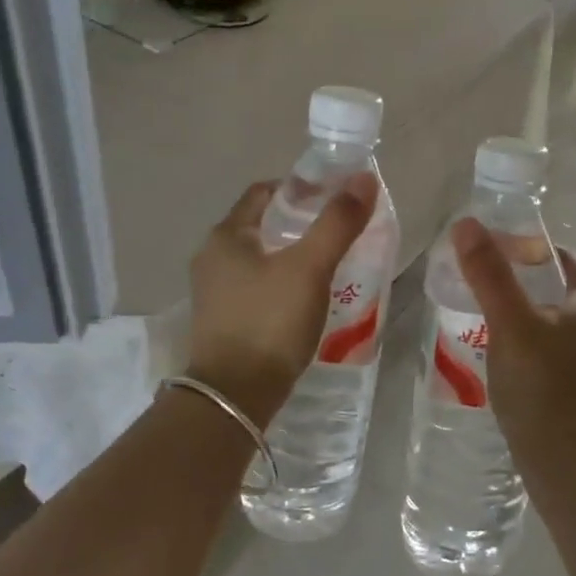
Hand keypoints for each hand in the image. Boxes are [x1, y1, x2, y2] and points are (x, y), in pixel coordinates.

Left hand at [184, 173, 378, 425]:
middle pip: (260, 225)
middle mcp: (212, 258)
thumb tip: (363, 179)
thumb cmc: (270, 322)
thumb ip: (337, 223)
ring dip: (290, 255)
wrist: (235, 396)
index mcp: (226, 236)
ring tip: (328, 263)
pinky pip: (256, 287)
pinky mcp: (222, 321)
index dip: (299, 188)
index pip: (263, 193)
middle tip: (337, 230)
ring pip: (258, 259)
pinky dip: (281, 283)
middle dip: (298, 223)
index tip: (333, 197)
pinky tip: (306, 298)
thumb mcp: (309, 268)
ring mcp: (213, 292)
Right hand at [451, 219, 575, 451]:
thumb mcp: (510, 321)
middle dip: (522, 281)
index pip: (562, 259)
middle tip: (482, 282)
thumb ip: (489, 273)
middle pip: (558, 290)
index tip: (492, 250)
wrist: (563, 458)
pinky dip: (528, 342)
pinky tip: (502, 354)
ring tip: (485, 316)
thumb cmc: (540, 382)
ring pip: (554, 322)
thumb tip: (466, 224)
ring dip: (524, 313)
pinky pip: (551, 350)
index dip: (528, 248)